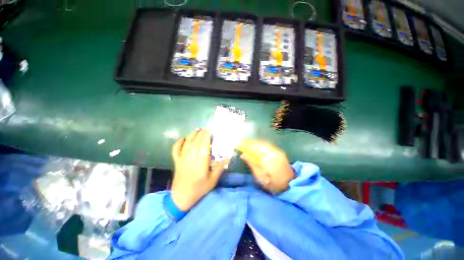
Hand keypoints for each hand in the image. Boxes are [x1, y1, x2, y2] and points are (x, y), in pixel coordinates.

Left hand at [171, 129, 228, 210]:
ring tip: (197, 130)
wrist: (181, 197)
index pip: (204, 146)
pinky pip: (176, 149)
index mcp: (201, 163)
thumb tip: (228, 158)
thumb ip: (220, 168)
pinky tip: (183, 139)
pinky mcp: (176, 161)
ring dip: (192, 135)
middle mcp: (191, 158)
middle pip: (196, 142)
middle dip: (201, 134)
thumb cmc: (199, 189)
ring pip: (187, 143)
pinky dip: (179, 143)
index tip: (210, 131)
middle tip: (206, 129)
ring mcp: (182, 159)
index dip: (207, 137)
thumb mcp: (212, 180)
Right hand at [239, 139, 294, 193]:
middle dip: (250, 142)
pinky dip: (260, 144)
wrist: (290, 185)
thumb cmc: (273, 184)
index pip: (256, 148)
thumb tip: (243, 154)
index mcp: (269, 160)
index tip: (239, 144)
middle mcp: (274, 153)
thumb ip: (252, 164)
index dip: (247, 145)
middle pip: (260, 144)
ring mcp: (278, 151)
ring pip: (264, 143)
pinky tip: (255, 146)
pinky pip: (267, 145)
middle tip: (242, 142)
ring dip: (255, 142)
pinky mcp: (279, 152)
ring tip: (247, 143)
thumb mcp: (260, 176)